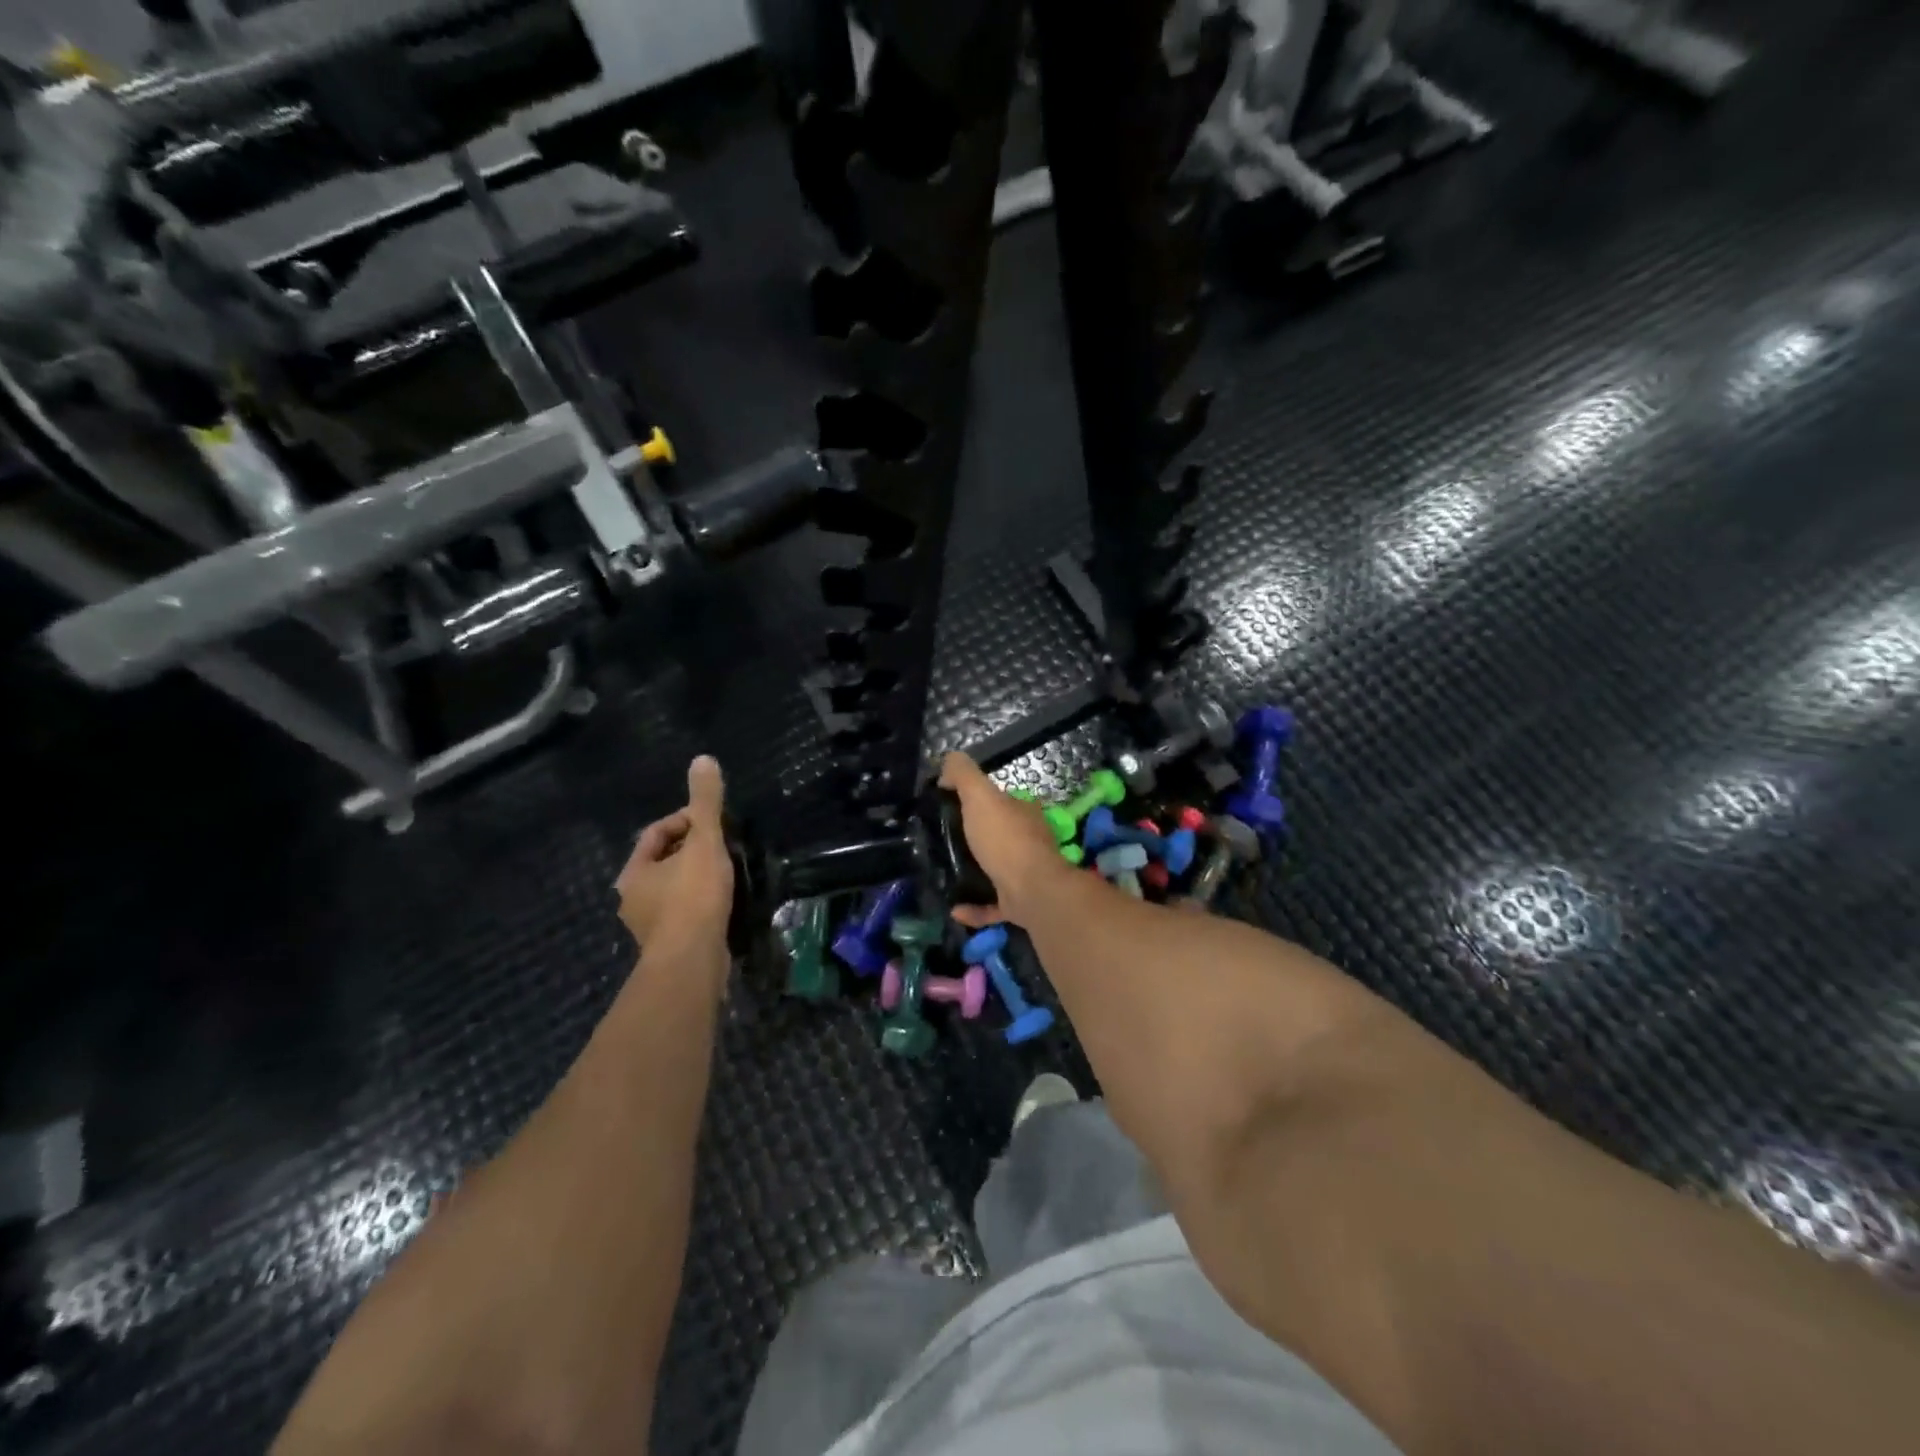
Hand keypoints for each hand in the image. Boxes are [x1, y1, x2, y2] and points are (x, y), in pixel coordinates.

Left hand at [617, 756, 734, 953]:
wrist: (692, 962)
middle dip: (692, 851)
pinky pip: (684, 913)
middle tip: (722, 847)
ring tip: (726, 874)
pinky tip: (722, 905)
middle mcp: (633, 898)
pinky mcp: (668, 946)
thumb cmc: (693, 898)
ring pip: (673, 889)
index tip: (712, 824)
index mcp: (634, 871)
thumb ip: (706, 804)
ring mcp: (649, 926)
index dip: (685, 821)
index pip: (656, 833)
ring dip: (696, 879)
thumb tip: (703, 759)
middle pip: (663, 861)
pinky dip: (700, 904)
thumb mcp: (704, 843)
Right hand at [940, 752, 1080, 929]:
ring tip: (946, 873)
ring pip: (999, 871)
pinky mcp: (1020, 904)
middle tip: (943, 842)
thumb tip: (948, 761)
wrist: (1032, 891)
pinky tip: (954, 908)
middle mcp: (1029, 842)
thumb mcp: (980, 796)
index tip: (950, 807)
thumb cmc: (1006, 839)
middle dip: (978, 839)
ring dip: (976, 873)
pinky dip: (974, 908)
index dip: (979, 801)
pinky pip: (992, 906)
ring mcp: (1026, 875)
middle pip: (1000, 836)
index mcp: (1023, 813)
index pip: (1001, 801)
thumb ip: (963, 775)